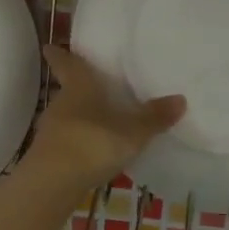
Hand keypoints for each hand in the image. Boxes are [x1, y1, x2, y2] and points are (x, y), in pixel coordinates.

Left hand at [26, 46, 184, 190]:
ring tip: (98, 120)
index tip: (50, 47)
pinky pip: (66, 140)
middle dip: (78, 88)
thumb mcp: (132, 132)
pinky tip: (91, 151)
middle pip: (68, 91)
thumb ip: (154, 117)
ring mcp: (51, 130)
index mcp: (79, 88)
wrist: (53, 182)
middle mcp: (61, 104)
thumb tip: (180, 98)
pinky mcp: (48, 155)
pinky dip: (77, 141)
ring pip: (66, 116)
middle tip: (93, 86)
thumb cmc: (92, 143)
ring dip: (79, 117)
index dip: (60, 55)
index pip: (67, 64)